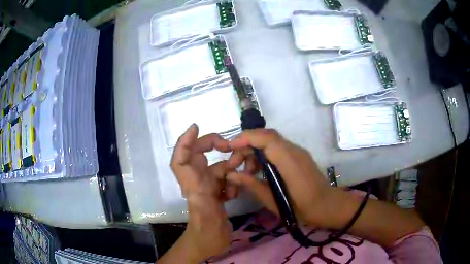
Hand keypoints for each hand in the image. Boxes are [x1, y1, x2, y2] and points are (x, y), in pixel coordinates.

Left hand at [169, 124, 235, 260]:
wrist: (213, 244)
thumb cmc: (206, 231)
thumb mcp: (203, 212)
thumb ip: (200, 197)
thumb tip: (196, 173)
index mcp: (191, 183)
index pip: (180, 158)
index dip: (184, 141)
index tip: (196, 127)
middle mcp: (197, 182)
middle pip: (201, 156)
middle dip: (214, 146)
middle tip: (229, 146)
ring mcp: (208, 188)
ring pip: (218, 168)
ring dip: (230, 166)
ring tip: (244, 167)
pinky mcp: (217, 195)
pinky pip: (226, 181)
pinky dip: (233, 182)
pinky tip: (236, 192)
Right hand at [226, 129, 332, 226]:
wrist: (329, 206)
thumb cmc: (304, 210)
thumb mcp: (275, 202)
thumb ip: (252, 185)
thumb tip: (231, 174)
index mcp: (291, 163)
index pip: (268, 139)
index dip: (247, 138)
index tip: (229, 147)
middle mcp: (295, 152)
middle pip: (267, 136)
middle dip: (246, 145)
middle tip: (234, 164)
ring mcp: (298, 152)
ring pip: (271, 141)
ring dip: (254, 150)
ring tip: (245, 171)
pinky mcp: (298, 156)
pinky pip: (277, 149)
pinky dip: (263, 155)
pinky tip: (258, 171)